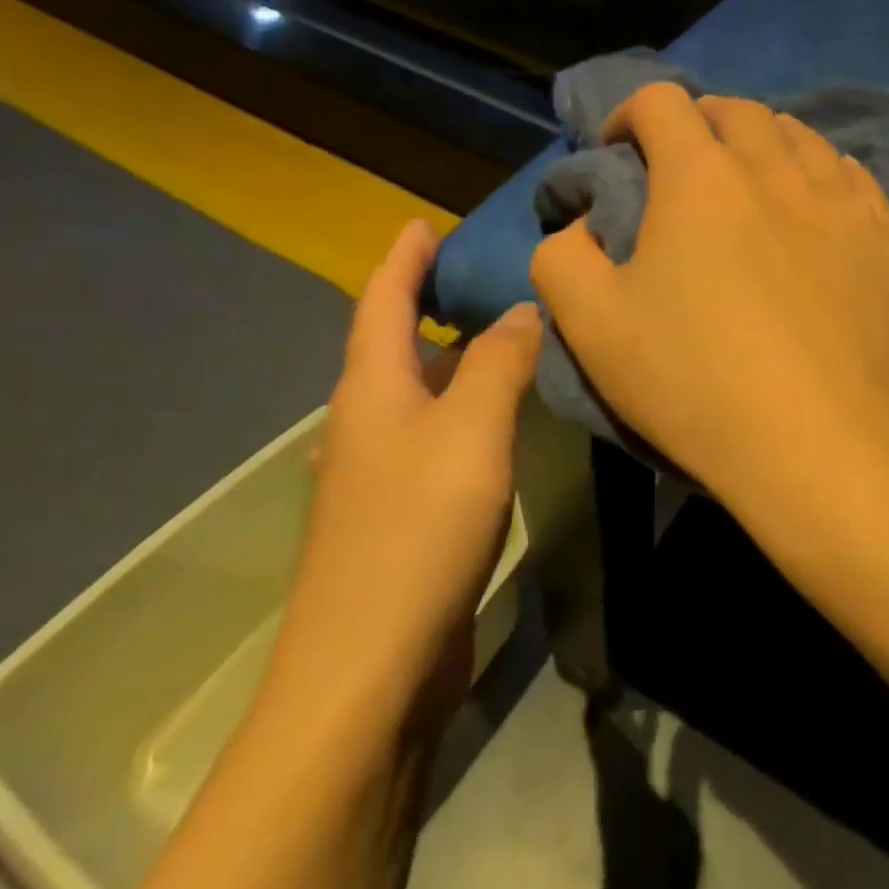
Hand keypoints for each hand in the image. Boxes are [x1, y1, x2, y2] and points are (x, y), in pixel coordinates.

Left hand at [265, 220, 542, 730]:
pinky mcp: (400, 514)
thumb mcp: (471, 431)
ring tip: (501, 337)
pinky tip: (495, 420)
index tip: (424, 222)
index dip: (403, 259)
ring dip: (450, 358)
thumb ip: (500, 363)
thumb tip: (523, 309)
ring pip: (416, 394)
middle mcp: (365, 423)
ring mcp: (378, 474)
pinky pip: (434, 436)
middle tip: (483, 276)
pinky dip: (462, 409)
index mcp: (370, 390)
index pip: (381, 301)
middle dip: (428, 303)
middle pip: (393, 344)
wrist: (370, 666)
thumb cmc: (417, 529)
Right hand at [530, 83, 888, 508]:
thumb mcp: (592, 325)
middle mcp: (777, 170)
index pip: (662, 102)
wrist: (821, 444)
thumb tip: (583, 226)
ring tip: (755, 181)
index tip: (619, 150)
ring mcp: (842, 202)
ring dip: (766, 143)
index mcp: (701, 178)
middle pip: (738, 111)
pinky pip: (854, 179)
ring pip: (802, 138)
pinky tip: (818, 208)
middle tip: (686, 165)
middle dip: (701, 123)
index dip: (630, 113)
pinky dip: (824, 175)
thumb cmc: (697, 382)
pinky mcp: (887, 241)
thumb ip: (563, 258)